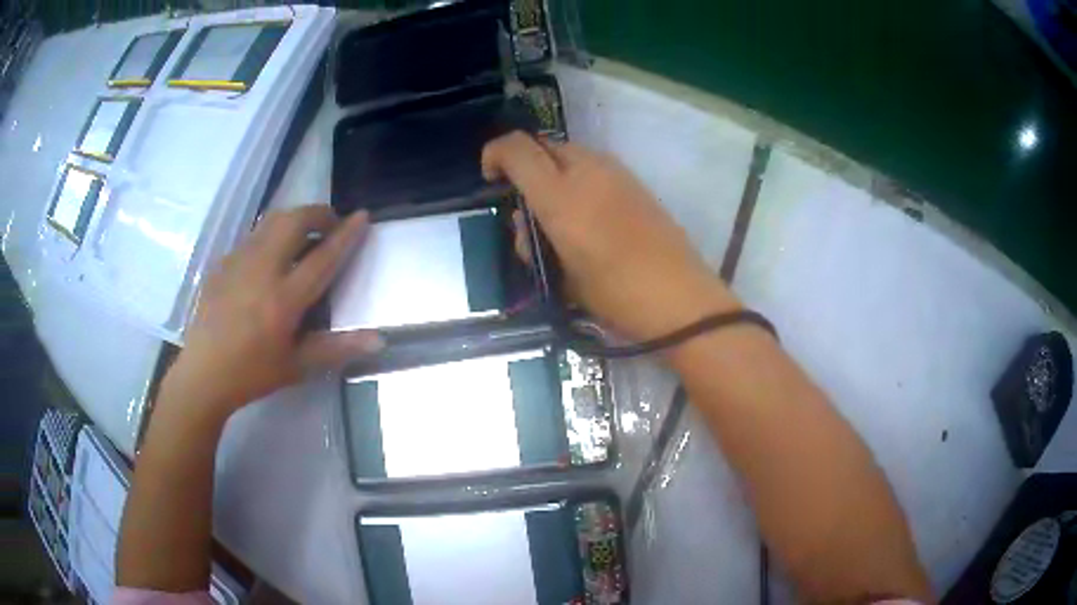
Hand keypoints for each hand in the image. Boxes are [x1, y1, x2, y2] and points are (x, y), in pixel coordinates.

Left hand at [165, 206, 382, 419]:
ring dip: (295, 218)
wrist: (202, 373)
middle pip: (294, 222)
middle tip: (331, 224)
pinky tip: (271, 255)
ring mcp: (239, 262)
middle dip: (318, 213)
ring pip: (272, 221)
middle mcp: (262, 271)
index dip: (346, 234)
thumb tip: (378, 340)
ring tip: (305, 232)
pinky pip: (253, 235)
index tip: (362, 216)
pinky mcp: (223, 263)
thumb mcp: (297, 366)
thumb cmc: (252, 374)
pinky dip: (272, 233)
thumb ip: (337, 348)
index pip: (322, 257)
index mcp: (284, 300)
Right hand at [483, 132, 739, 341]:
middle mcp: (587, 171)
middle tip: (529, 208)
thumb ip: (537, 242)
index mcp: (561, 196)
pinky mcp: (635, 182)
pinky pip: (595, 167)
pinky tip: (590, 218)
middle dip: (526, 167)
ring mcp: (616, 173)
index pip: (516, 149)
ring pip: (570, 154)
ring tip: (560, 218)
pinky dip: (579, 181)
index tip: (491, 180)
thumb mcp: (562, 277)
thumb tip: (529, 221)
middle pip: (543, 146)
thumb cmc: (617, 296)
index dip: (494, 155)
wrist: (680, 299)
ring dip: (554, 174)